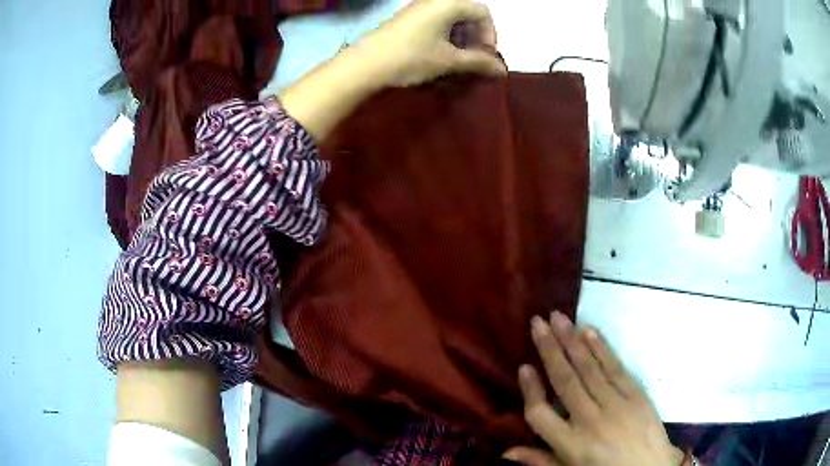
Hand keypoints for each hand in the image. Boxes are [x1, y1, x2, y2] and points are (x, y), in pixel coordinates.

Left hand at [357, 0, 506, 86]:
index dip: (490, 34)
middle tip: (473, 60)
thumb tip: (503, 70)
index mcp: (448, 3)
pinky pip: (434, 22)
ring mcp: (418, 8)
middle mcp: (434, 0)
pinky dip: (444, 37)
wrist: (366, 64)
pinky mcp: (406, 19)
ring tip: (456, 61)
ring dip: (460, 39)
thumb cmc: (412, 57)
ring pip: (450, 19)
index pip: (482, 12)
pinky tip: (438, 55)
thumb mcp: (449, 60)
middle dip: (475, 37)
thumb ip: (479, 62)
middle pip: (467, 13)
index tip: (485, 56)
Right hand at [504, 312, 684, 465]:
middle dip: (550, 349)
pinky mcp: (636, 394)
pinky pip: (615, 367)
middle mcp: (590, 420)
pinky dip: (601, 348)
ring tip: (558, 318)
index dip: (530, 389)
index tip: (524, 366)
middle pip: (565, 381)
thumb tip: (506, 451)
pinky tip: (589, 331)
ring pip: (589, 368)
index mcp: (570, 444)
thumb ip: (539, 460)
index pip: (540, 413)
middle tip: (538, 322)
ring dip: (572, 340)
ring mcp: (616, 404)